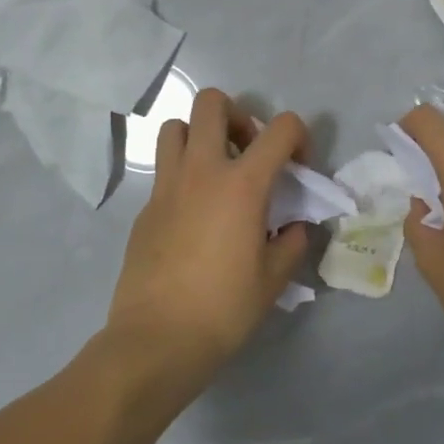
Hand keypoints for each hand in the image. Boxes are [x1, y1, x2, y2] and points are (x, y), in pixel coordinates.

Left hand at [106, 88, 310, 385]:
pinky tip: (194, 214)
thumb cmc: (224, 308)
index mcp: (242, 184)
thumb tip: (296, 227)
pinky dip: (183, 175)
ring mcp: (166, 187)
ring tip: (216, 171)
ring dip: (200, 136)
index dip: (299, 136)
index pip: (280, 128)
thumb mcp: (274, 278)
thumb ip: (292, 242)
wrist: (158, 340)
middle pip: (212, 103)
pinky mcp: (145, 208)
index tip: (298, 166)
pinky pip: (164, 170)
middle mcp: (201, 171)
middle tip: (248, 151)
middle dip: (238, 115)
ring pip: (176, 127)